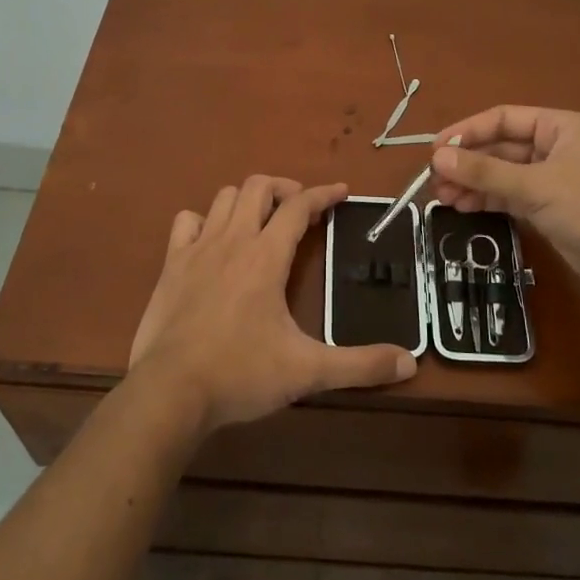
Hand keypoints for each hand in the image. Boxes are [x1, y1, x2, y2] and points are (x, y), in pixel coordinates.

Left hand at [128, 175, 416, 436]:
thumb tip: (409, 362)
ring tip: (262, 220)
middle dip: (285, 189)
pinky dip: (204, 220)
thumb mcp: (307, 371)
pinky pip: (185, 221)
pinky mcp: (171, 265)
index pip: (299, 206)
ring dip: (247, 200)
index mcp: (266, 256)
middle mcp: (233, 241)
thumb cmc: (240, 374)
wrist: (170, 392)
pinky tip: (213, 240)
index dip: (323, 194)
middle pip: (258, 187)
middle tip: (301, 210)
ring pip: (224, 198)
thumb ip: (360, 365)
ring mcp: (197, 249)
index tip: (342, 192)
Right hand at [430, 107, 579, 301]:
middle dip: (468, 162)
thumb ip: (485, 172)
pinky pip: (512, 197)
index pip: (504, 119)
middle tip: (433, 179)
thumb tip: (438, 158)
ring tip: (442, 197)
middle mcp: (555, 148)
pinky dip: (489, 200)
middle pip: (501, 148)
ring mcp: (553, 180)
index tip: (435, 149)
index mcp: (560, 127)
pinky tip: (464, 208)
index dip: (468, 131)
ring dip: (474, 183)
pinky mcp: (551, 209)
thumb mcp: (536, 185)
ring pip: (504, 175)